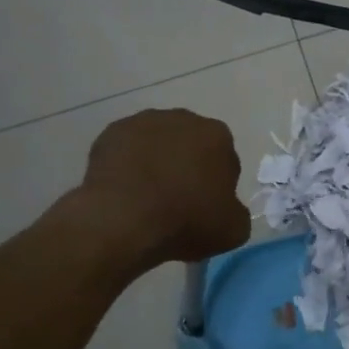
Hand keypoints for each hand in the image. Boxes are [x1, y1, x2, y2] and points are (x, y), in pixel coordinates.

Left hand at [78, 109, 250, 266]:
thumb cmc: (185, 221)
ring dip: (155, 163)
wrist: (123, 219)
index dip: (216, 186)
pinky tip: (122, 191)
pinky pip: (125, 150)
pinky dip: (126, 165)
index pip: (225, 160)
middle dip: (186, 167)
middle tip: (176, 202)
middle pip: (190, 145)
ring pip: (156, 144)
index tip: (205, 209)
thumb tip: (226, 209)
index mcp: (218, 136)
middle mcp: (184, 119)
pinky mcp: (112, 133)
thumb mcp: (232, 230)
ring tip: (145, 198)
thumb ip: (237, 213)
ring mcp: (144, 122)